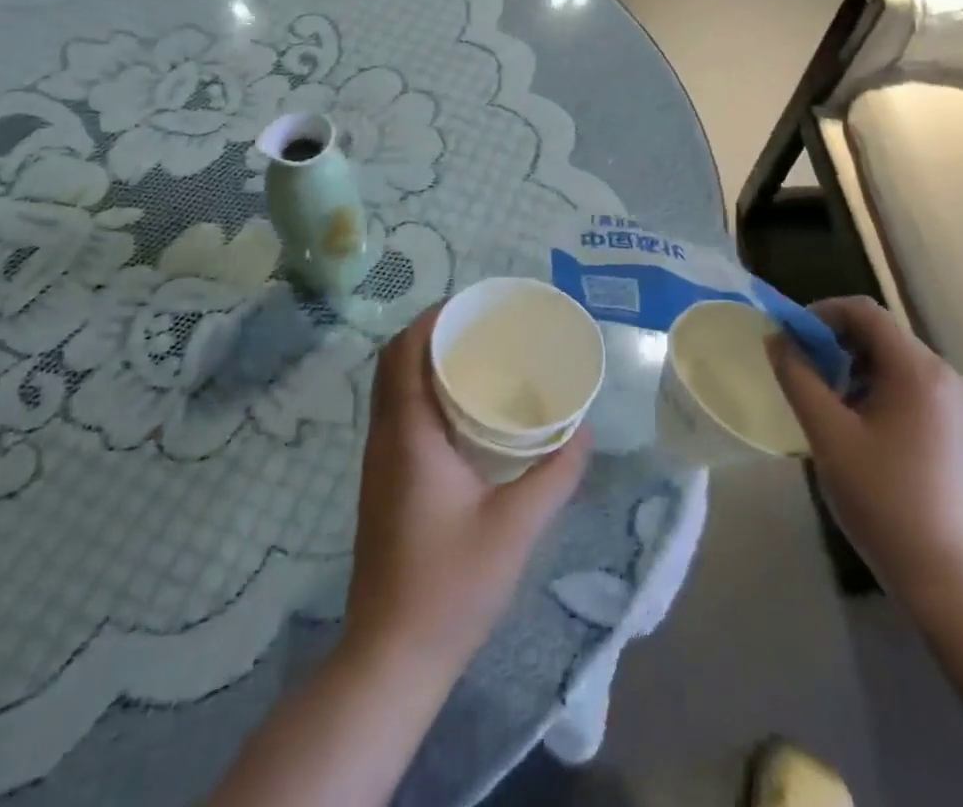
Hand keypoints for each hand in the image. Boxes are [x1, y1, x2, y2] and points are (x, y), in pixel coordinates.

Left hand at [345, 305, 589, 677]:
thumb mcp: (515, 528)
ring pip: (392, 387)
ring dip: (424, 361)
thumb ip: (554, 475)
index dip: (432, 319)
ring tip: (475, 355)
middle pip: (393, 362)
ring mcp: (378, 461)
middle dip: (431, 333)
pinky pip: (397, 412)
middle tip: (480, 326)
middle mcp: (385, 438)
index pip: (404, 353)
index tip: (472, 306)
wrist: (392, 656)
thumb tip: (583, 431)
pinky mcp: (383, 481)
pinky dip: (421, 391)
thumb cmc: (451, 586)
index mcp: (409, 436)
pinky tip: (462, 409)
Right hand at [768, 296, 962, 604]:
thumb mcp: (828, 435)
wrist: (949, 579)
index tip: (792, 338)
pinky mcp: (962, 428)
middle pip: (882, 334)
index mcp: (918, 370)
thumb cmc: (883, 500)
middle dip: (836, 343)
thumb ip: (798, 378)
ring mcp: (960, 404)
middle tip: (804, 371)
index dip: (822, 314)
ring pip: (897, 361)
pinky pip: (914, 386)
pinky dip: (880, 388)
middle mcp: (947, 375)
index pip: (865, 312)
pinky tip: (860, 425)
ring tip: (827, 401)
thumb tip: (777, 339)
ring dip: (856, 367)